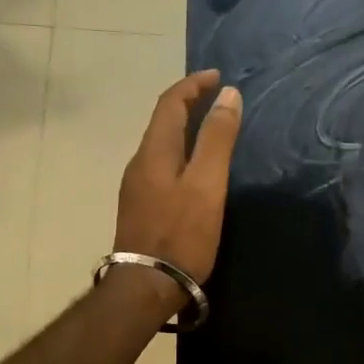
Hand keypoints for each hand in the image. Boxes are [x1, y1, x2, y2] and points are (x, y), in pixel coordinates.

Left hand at [114, 70, 242, 298]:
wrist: (146, 286)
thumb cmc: (181, 234)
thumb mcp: (207, 184)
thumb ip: (217, 139)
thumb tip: (228, 94)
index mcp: (154, 152)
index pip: (170, 104)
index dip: (193, 85)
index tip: (218, 76)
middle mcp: (139, 163)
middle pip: (162, 123)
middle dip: (188, 105)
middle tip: (218, 101)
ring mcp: (136, 188)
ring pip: (160, 146)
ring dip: (184, 130)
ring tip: (211, 131)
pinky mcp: (141, 209)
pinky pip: (160, 167)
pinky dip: (180, 154)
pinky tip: (194, 170)